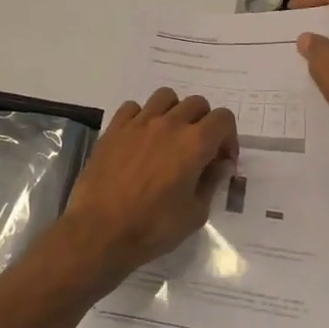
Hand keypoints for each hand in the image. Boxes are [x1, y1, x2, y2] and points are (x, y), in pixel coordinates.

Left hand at [59, 88, 239, 286]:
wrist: (100, 230)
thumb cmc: (152, 228)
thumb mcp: (194, 214)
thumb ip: (211, 183)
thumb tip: (219, 165)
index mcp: (194, 144)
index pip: (223, 119)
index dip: (228, 138)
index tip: (221, 160)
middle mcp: (169, 124)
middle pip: (197, 104)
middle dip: (204, 123)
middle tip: (198, 151)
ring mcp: (138, 123)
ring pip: (165, 97)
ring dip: (174, 112)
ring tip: (169, 137)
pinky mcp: (114, 128)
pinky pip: (133, 107)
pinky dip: (142, 117)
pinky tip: (140, 139)